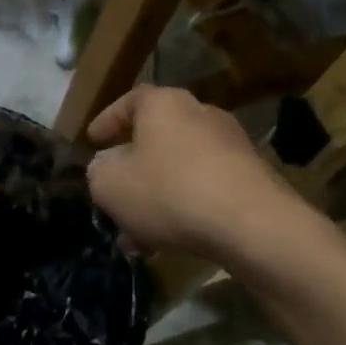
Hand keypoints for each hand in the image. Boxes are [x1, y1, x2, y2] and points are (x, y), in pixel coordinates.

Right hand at [85, 85, 312, 263]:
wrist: (252, 226)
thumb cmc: (169, 191)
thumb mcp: (109, 184)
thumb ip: (98, 171)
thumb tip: (106, 166)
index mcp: (164, 104)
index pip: (129, 100)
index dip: (107, 120)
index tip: (93, 141)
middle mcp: (201, 115)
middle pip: (156, 138)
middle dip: (132, 168)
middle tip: (113, 192)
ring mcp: (231, 147)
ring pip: (178, 169)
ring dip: (154, 197)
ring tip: (135, 234)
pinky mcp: (251, 180)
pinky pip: (203, 190)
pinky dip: (182, 209)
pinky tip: (167, 244)